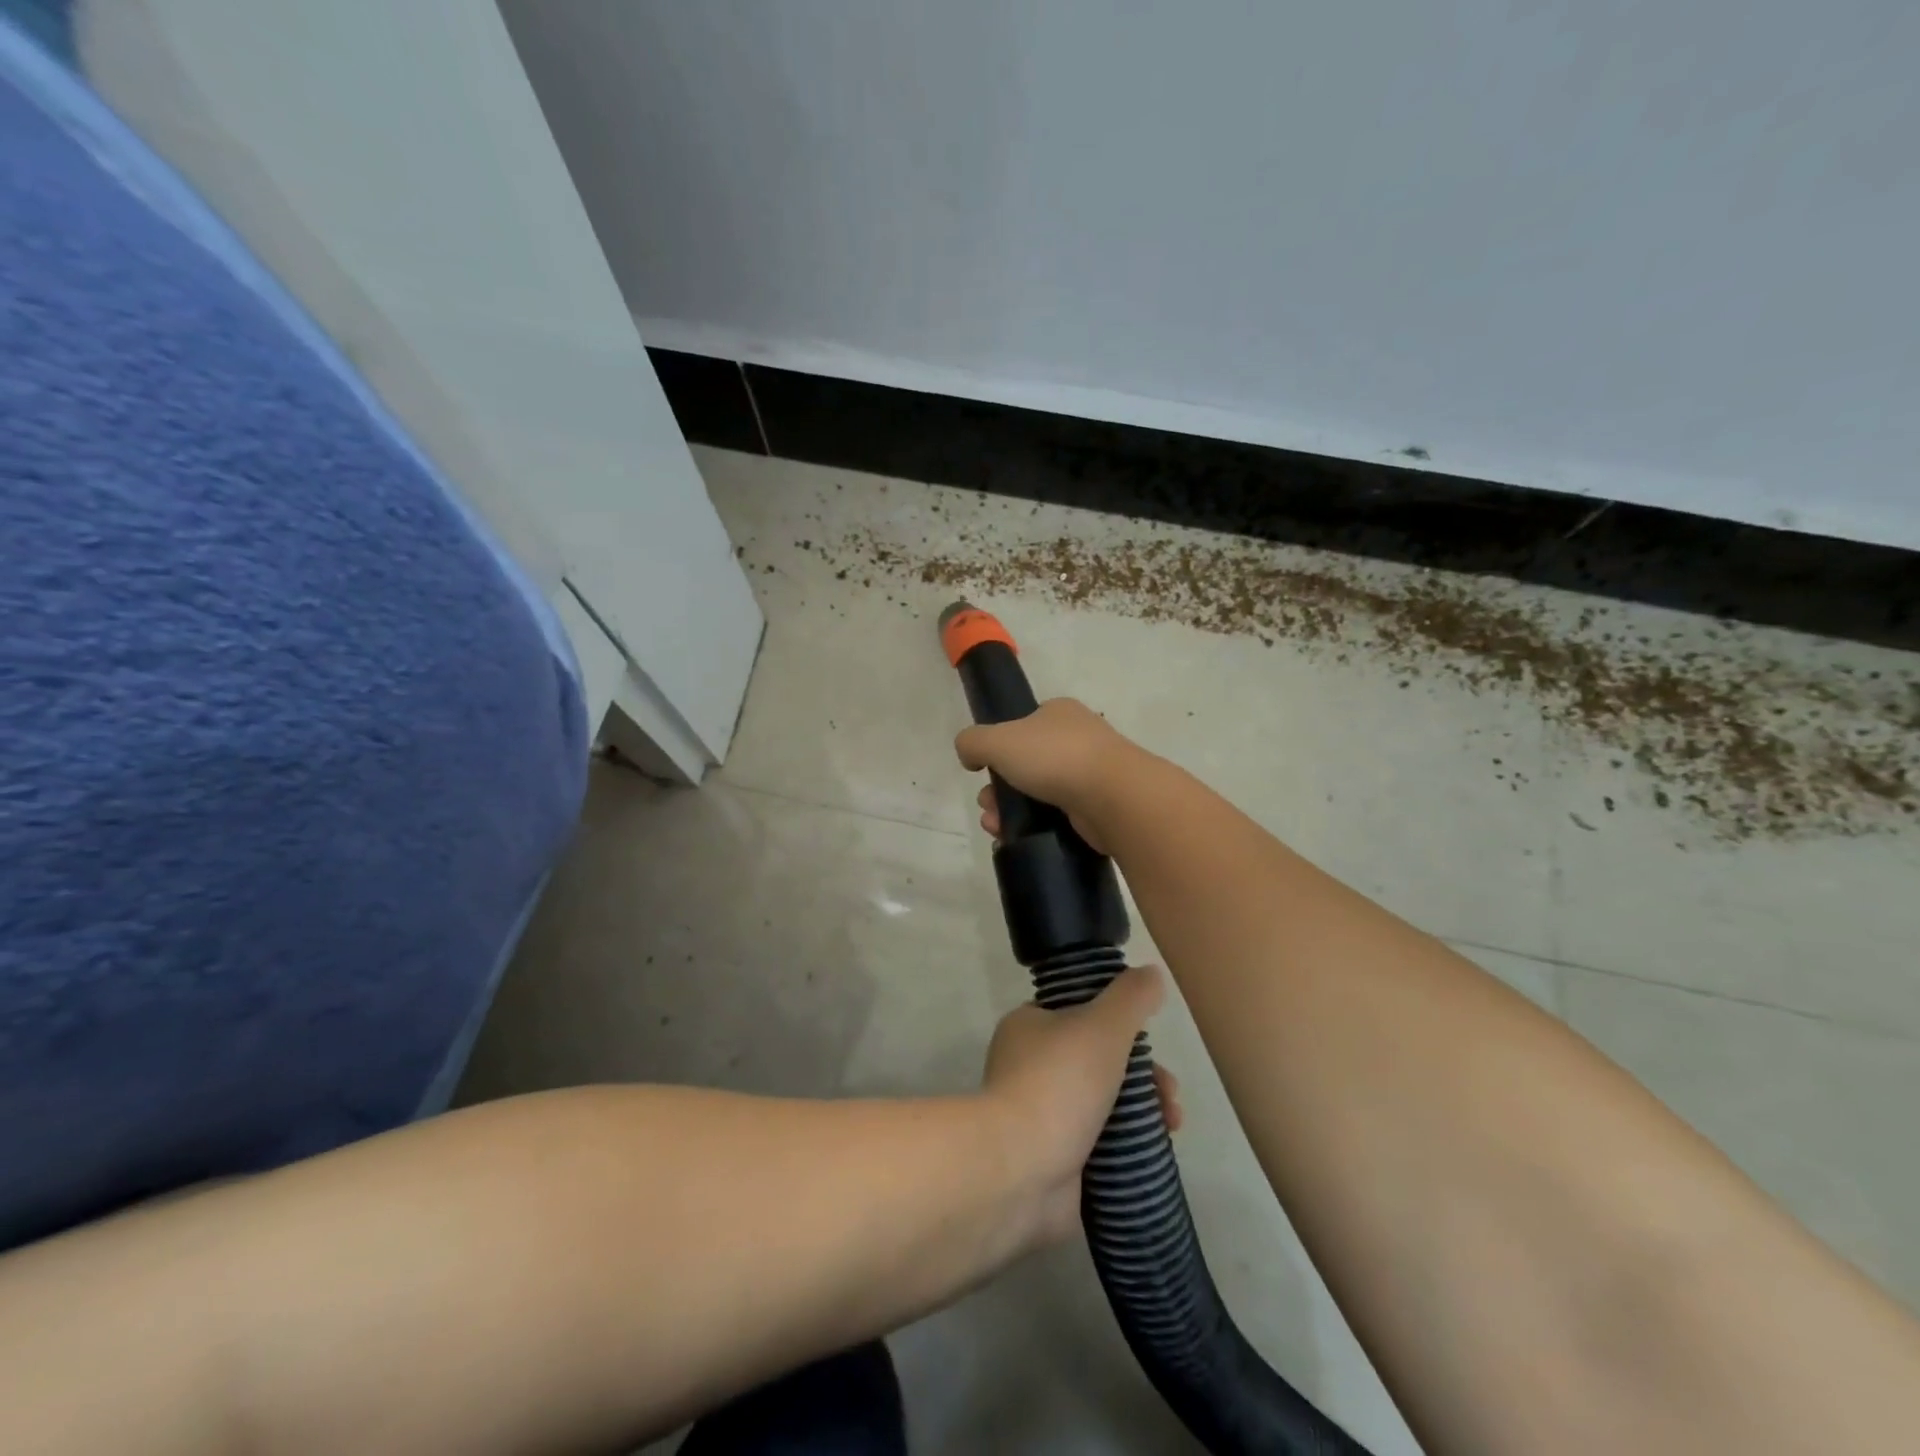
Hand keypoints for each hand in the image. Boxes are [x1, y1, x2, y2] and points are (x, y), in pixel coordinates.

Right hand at [954, 699, 1145, 854]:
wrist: (1115, 797)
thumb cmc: (1055, 757)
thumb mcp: (998, 740)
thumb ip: (972, 741)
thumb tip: (969, 754)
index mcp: (1059, 713)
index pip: (1022, 726)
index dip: (998, 748)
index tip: (983, 771)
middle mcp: (1079, 738)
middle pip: (1026, 764)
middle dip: (999, 788)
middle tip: (988, 806)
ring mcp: (1092, 774)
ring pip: (1039, 793)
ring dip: (1011, 810)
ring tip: (997, 827)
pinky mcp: (1099, 807)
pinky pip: (1058, 816)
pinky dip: (1036, 827)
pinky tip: (1017, 838)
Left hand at [980, 967, 1182, 1246]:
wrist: (1019, 1170)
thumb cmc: (1058, 1084)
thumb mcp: (1102, 1025)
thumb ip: (1131, 997)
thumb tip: (1152, 974)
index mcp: (1029, 1026)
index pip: (1080, 1013)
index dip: (1121, 1025)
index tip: (1150, 1044)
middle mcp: (1030, 1065)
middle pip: (1099, 1060)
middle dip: (1143, 1075)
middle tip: (1170, 1095)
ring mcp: (1040, 1114)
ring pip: (1104, 1102)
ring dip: (1143, 1110)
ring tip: (1171, 1126)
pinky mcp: (1054, 1157)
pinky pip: (1100, 1143)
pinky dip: (1128, 1145)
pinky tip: (1154, 1151)